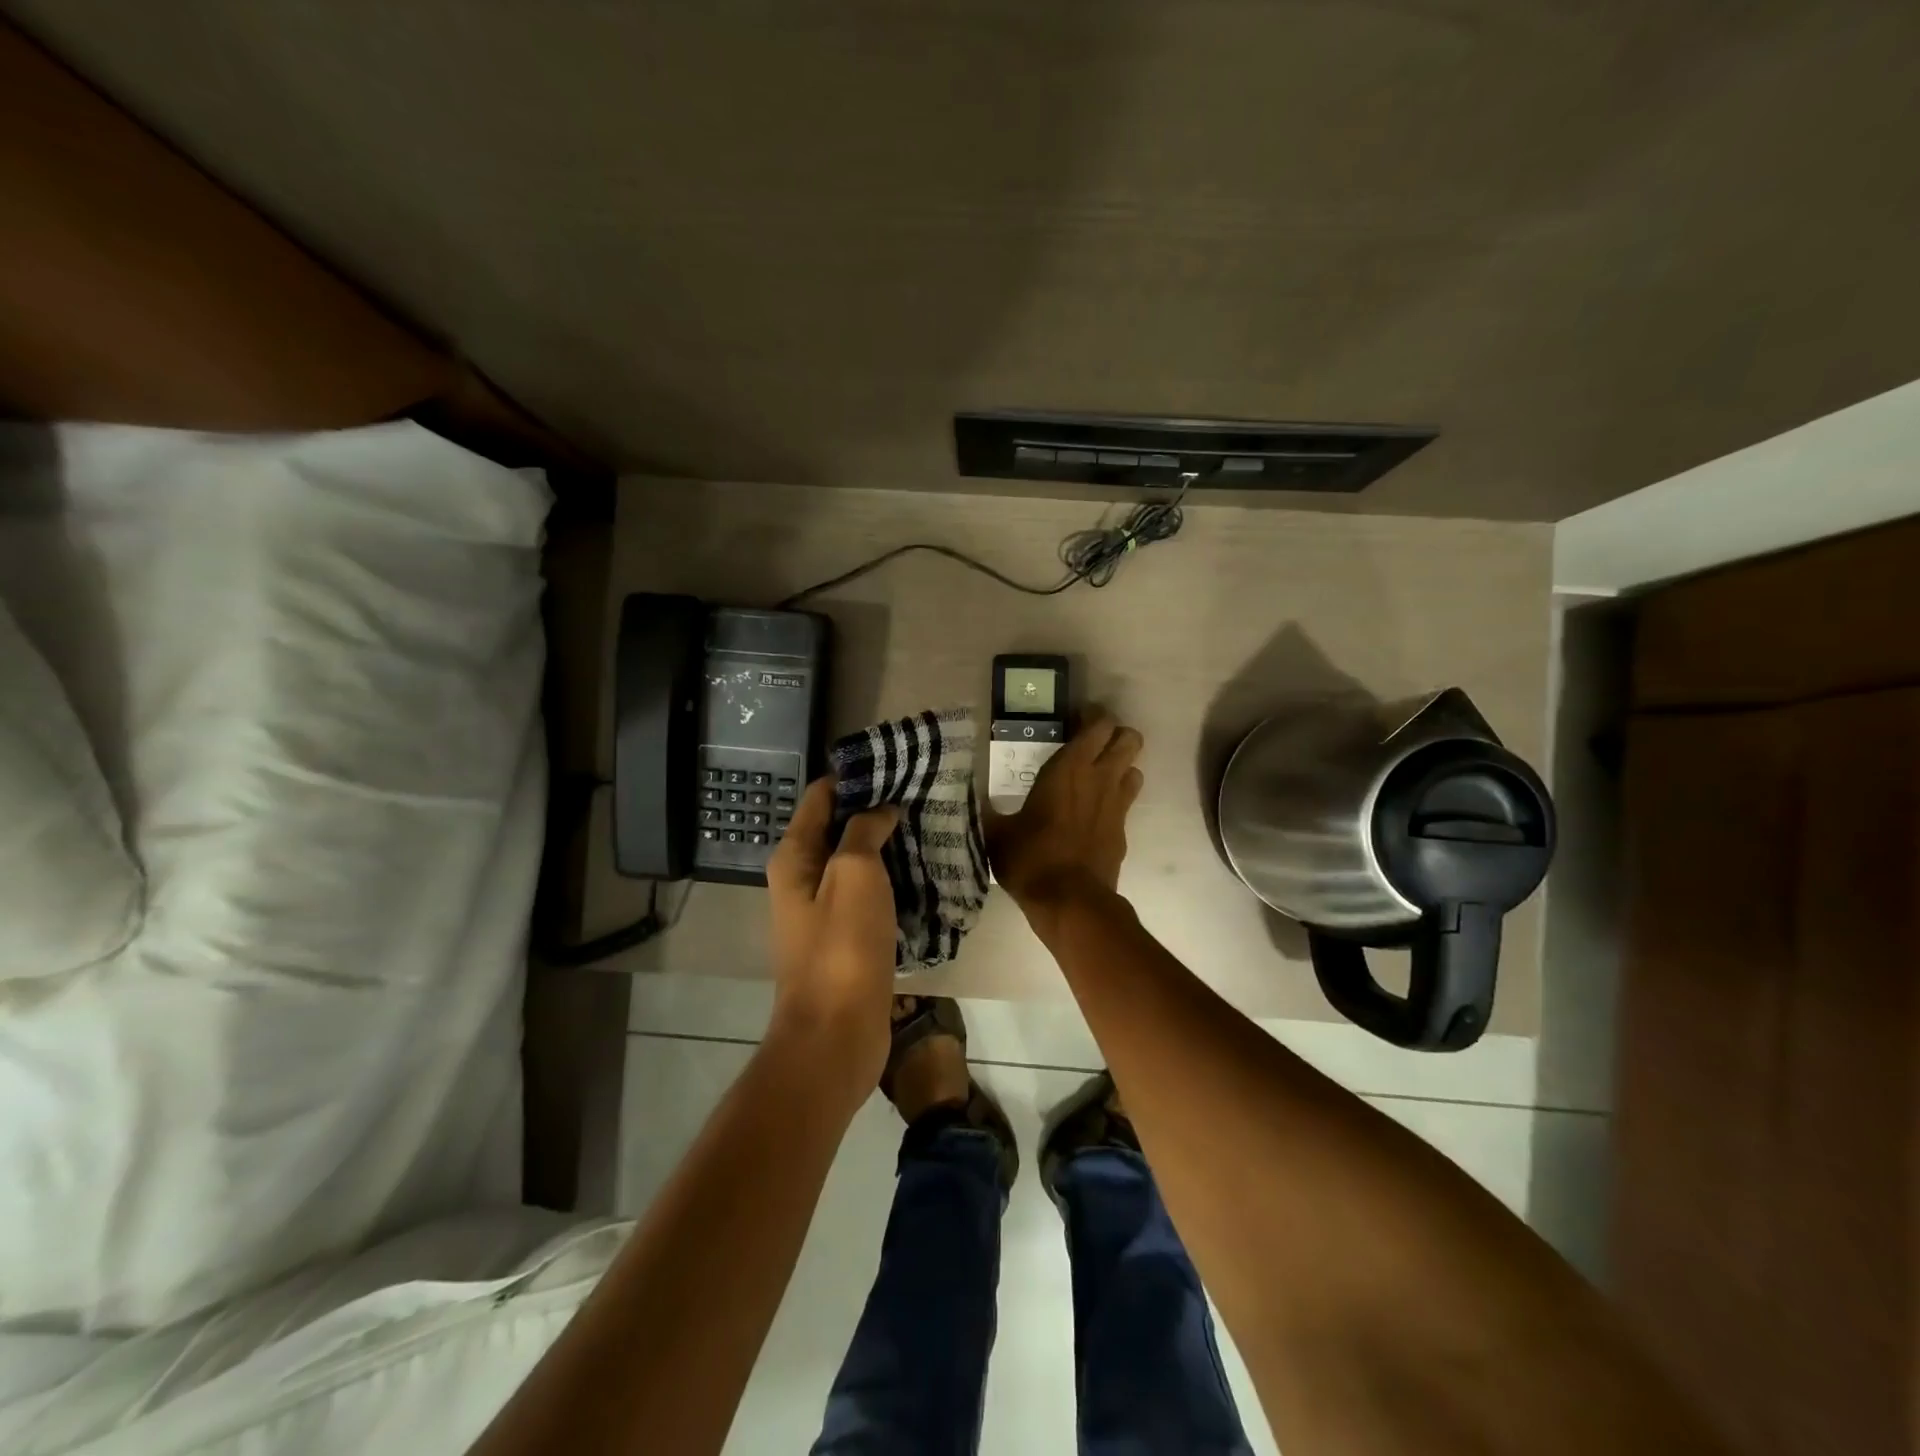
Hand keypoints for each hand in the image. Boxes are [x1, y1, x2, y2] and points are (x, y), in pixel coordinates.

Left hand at [765, 778, 901, 1096]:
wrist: (836, 1034)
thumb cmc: (841, 947)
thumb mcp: (854, 875)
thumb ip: (864, 831)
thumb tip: (879, 808)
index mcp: (795, 856)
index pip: (820, 797)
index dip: (854, 777)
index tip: (895, 764)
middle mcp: (803, 878)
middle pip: (839, 828)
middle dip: (876, 810)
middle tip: (921, 794)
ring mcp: (824, 910)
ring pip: (858, 862)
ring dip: (889, 845)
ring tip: (930, 826)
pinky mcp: (847, 937)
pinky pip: (871, 895)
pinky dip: (894, 880)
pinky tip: (926, 872)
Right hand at [984, 709, 1143, 921]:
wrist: (1070, 903)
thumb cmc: (1031, 859)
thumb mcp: (997, 833)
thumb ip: (988, 810)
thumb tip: (971, 798)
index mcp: (1070, 768)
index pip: (1098, 724)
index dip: (1092, 716)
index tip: (1075, 719)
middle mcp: (1100, 779)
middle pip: (1129, 739)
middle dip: (1115, 735)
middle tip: (1091, 744)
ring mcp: (1117, 805)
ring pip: (1135, 768)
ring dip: (1121, 766)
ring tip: (1096, 775)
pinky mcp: (1123, 831)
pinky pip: (1127, 802)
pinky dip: (1116, 799)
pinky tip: (1093, 813)